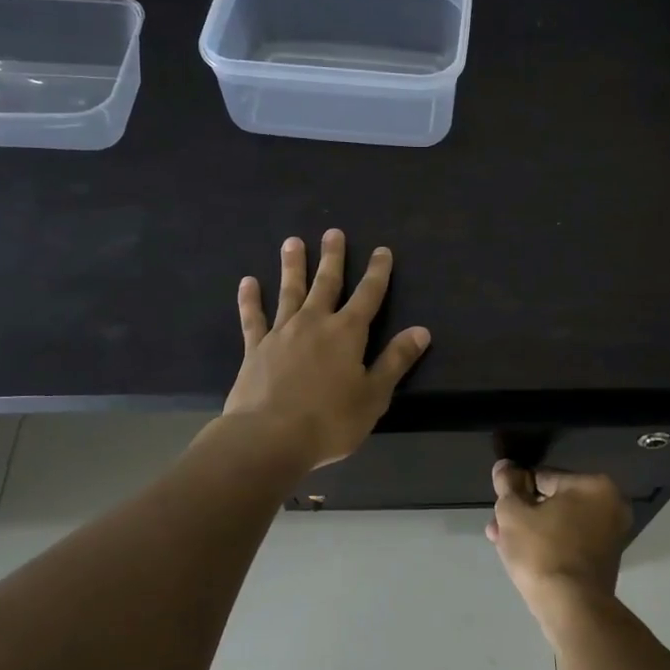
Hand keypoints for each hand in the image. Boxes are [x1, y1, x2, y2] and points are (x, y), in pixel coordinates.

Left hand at [222, 230, 430, 470]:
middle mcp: (315, 323)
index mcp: (347, 333)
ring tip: (293, 242)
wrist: (269, 437)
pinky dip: (250, 299)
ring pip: (289, 291)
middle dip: (332, 258)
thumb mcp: (374, 395)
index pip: (368, 295)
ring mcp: (281, 333)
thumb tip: (421, 331)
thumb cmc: (330, 421)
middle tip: (333, 232)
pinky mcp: (255, 348)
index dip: (377, 272)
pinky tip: (247, 282)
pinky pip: (253, 318)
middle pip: (327, 283)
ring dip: (293, 266)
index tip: (381, 250)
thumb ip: (395, 360)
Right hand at [485, 462, 632, 611]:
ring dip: (532, 530)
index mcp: (595, 485)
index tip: (500, 508)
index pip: (544, 476)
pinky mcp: (606, 560)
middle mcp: (611, 505)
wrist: (572, 609)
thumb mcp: (513, 513)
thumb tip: (504, 466)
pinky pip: (571, 542)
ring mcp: (612, 535)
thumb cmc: (542, 551)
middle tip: (498, 529)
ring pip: (560, 523)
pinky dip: (549, 545)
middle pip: (553, 501)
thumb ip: (507, 485)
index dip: (516, 490)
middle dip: (523, 514)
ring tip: (502, 543)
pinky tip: (523, 556)